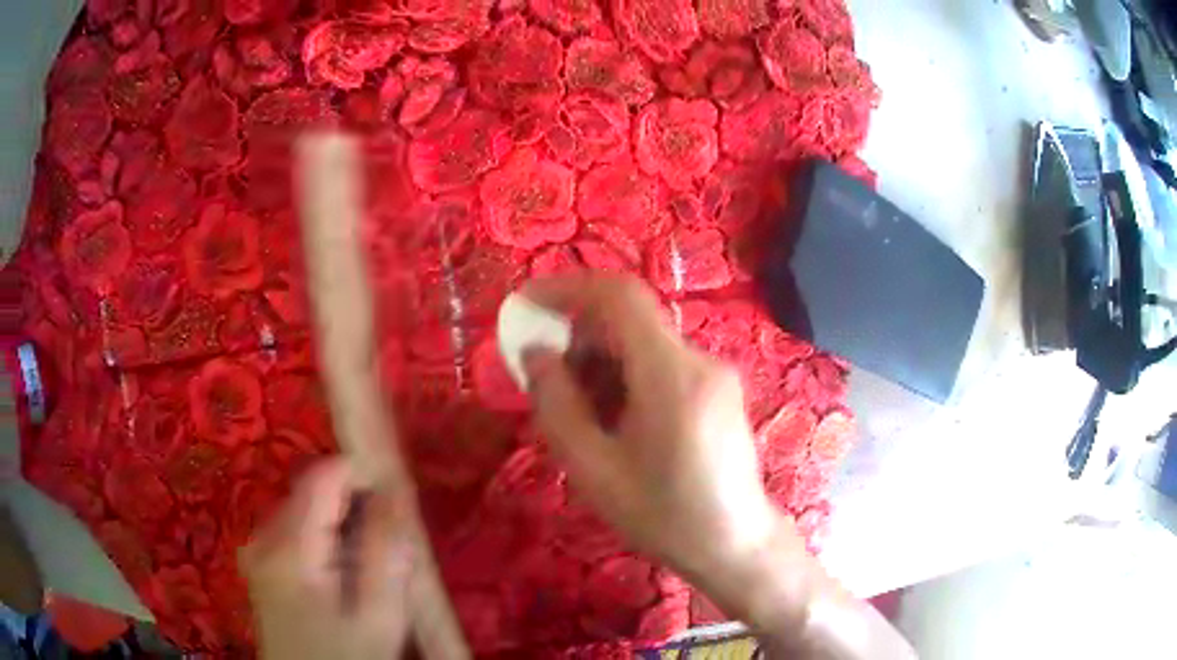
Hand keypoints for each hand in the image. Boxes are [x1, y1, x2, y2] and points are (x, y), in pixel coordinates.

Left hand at [241, 458, 413, 659]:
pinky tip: (346, 578)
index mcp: (288, 547)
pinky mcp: (262, 565)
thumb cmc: (345, 659)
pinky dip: (327, 543)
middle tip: (390, 545)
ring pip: (307, 513)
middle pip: (313, 493)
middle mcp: (263, 537)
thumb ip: (385, 552)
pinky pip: (298, 534)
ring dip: (344, 527)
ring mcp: (258, 551)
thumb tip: (394, 490)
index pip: (323, 476)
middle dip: (356, 509)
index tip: (396, 501)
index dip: (362, 476)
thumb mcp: (378, 617)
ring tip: (370, 567)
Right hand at [520, 273, 782, 592]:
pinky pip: (663, 363)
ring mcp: (715, 373)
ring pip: (645, 342)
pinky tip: (617, 422)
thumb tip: (536, 352)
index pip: (620, 296)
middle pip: (630, 320)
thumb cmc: (664, 516)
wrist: (736, 544)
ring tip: (581, 412)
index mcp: (671, 375)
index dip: (568, 288)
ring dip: (602, 361)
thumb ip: (557, 404)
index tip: (528, 305)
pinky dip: (628, 376)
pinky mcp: (719, 389)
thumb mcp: (593, 469)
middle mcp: (700, 360)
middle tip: (547, 378)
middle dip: (580, 336)